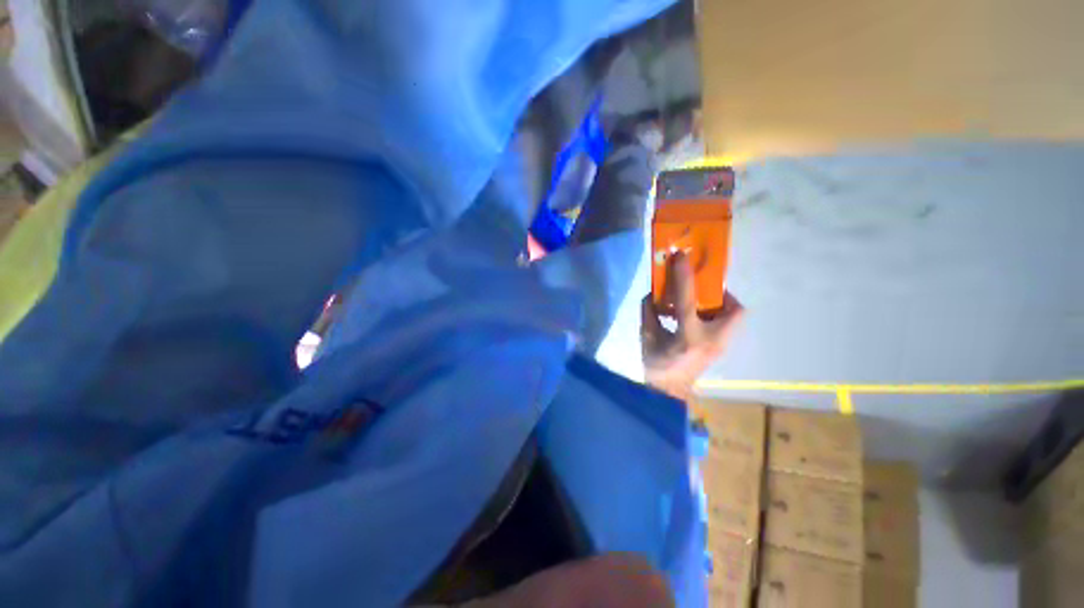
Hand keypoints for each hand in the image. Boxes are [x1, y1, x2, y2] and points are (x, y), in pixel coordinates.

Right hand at [641, 252, 744, 400]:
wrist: (667, 394)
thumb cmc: (654, 366)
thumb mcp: (646, 336)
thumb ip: (649, 311)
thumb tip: (654, 294)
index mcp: (688, 336)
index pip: (687, 299)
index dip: (683, 275)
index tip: (681, 256)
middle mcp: (712, 340)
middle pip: (734, 310)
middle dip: (719, 294)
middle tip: (700, 289)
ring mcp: (720, 346)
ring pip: (734, 317)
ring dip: (717, 304)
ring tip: (695, 304)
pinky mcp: (720, 349)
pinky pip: (725, 325)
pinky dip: (713, 315)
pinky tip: (693, 319)